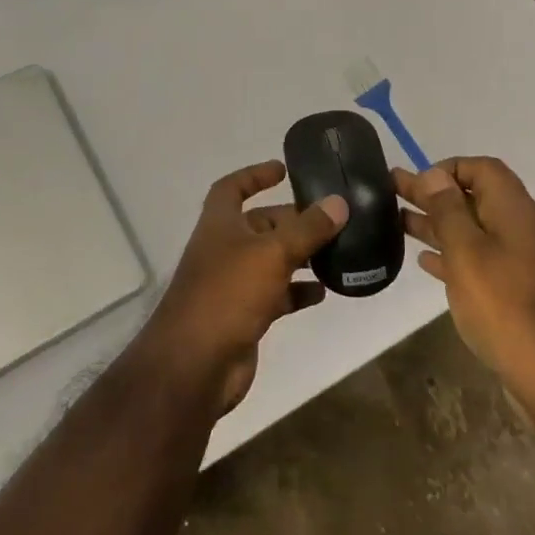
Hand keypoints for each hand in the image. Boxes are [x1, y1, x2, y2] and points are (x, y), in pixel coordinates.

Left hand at [136, 161, 347, 417]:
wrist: (196, 364)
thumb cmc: (228, 293)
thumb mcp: (272, 253)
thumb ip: (307, 229)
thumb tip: (339, 203)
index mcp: (220, 224)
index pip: (232, 187)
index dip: (255, 175)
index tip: (283, 170)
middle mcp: (225, 248)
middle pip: (261, 225)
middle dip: (293, 220)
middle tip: (332, 218)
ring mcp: (234, 284)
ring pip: (272, 260)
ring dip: (300, 256)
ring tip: (338, 252)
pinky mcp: (245, 315)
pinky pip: (277, 294)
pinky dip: (298, 291)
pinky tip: (324, 292)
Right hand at [397, 158, 534, 410]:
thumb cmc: (506, 306)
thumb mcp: (468, 253)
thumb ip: (448, 211)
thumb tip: (435, 174)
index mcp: (513, 210)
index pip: (482, 169)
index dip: (448, 168)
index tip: (416, 182)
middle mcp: (520, 228)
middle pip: (473, 198)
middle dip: (433, 194)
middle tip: (391, 191)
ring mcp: (520, 261)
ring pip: (473, 230)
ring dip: (437, 223)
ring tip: (398, 222)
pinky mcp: (515, 291)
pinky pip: (478, 259)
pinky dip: (451, 254)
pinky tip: (425, 261)